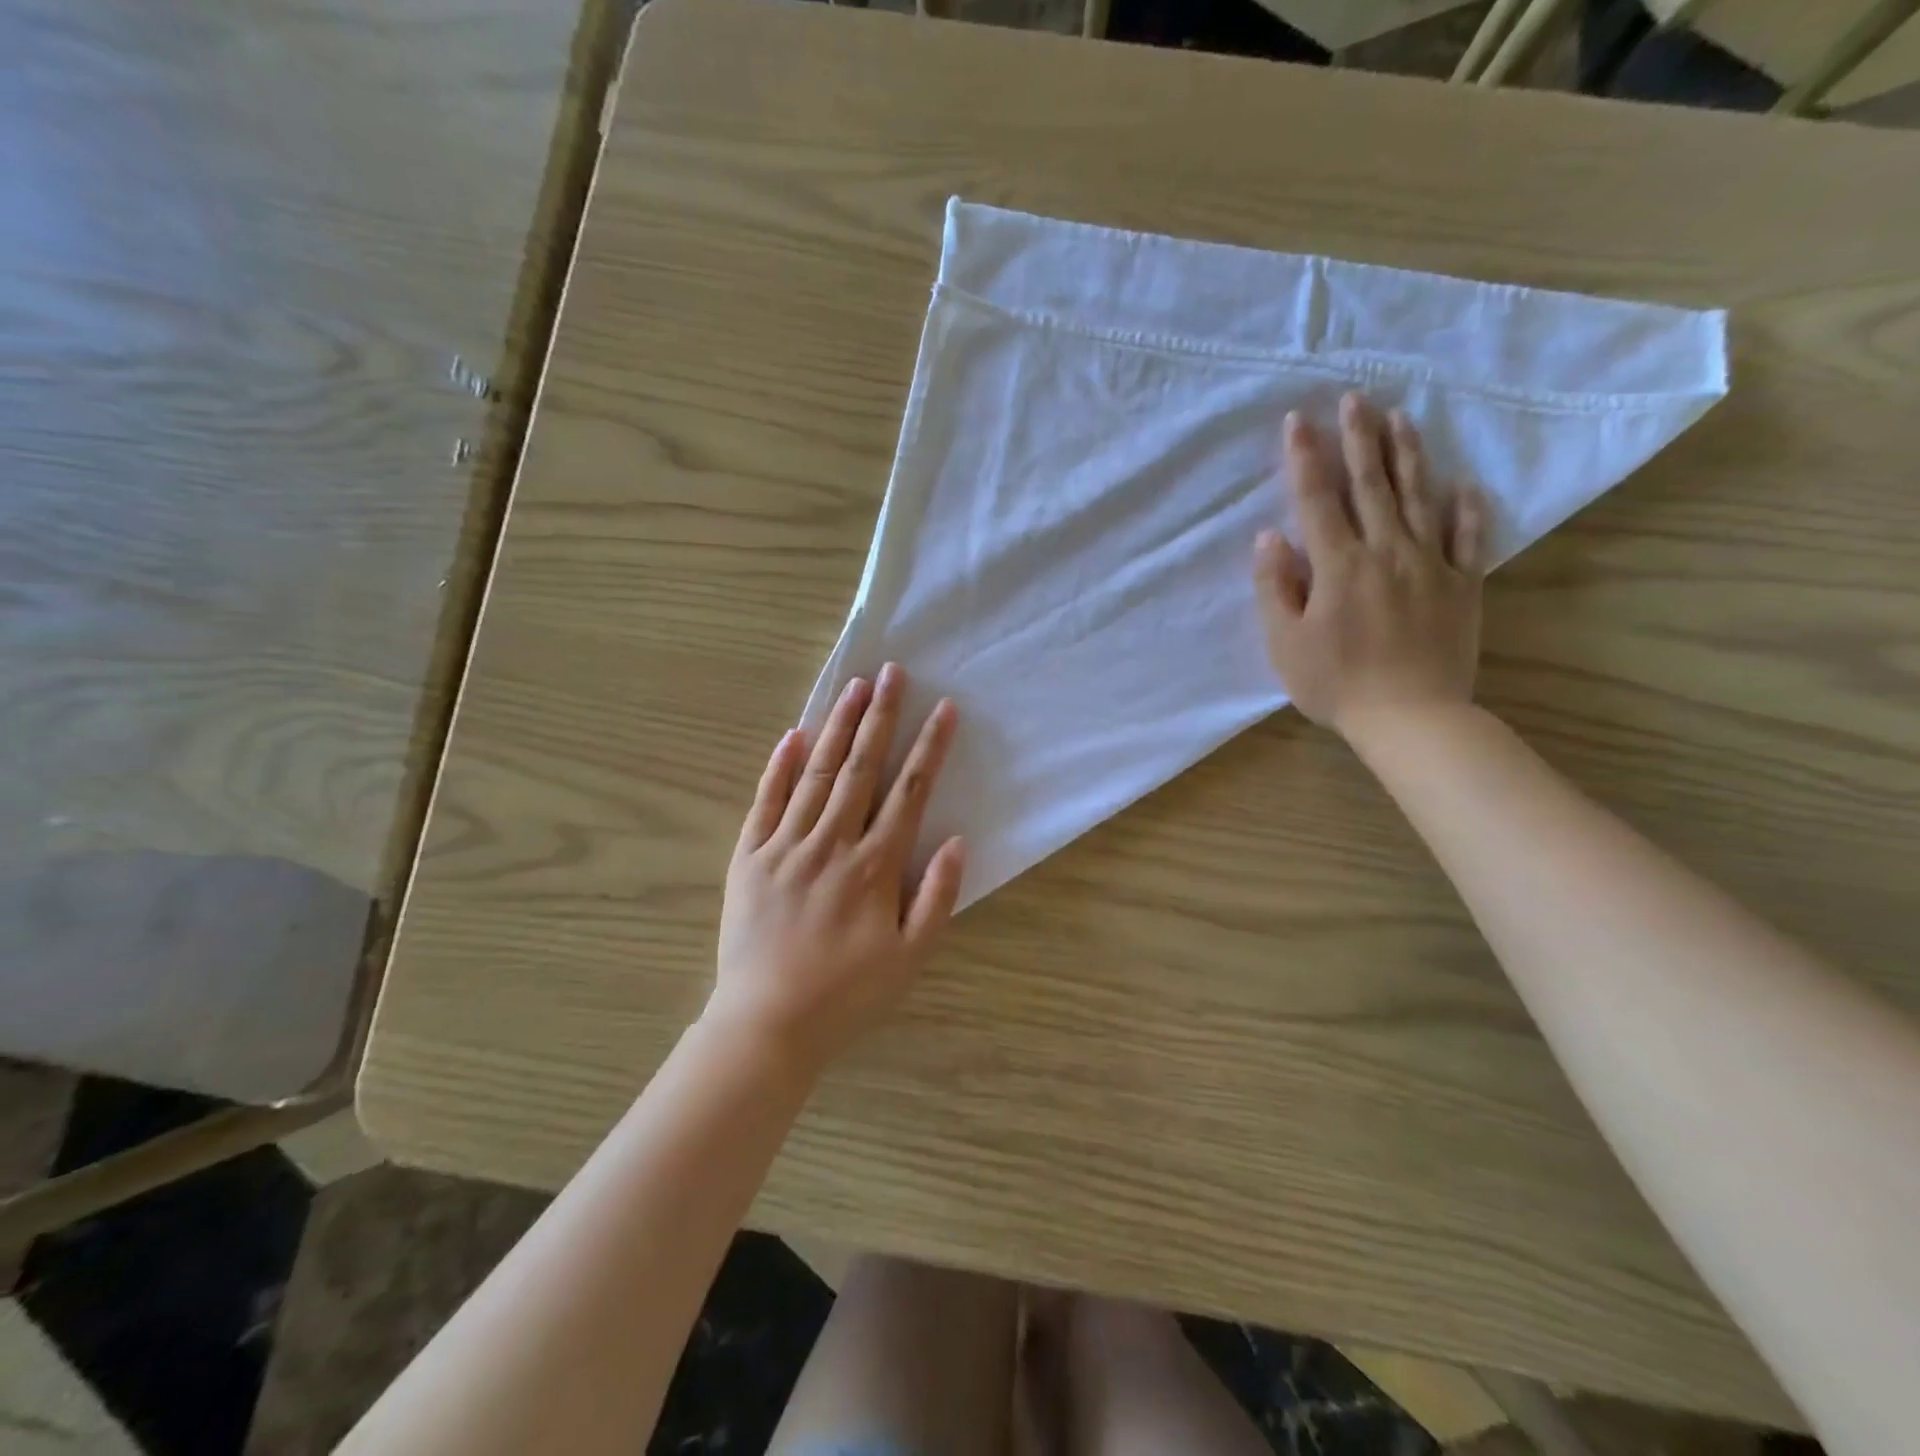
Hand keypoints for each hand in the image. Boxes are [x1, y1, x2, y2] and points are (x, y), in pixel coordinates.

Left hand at [708, 664, 966, 1069]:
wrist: (766, 1025)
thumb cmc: (847, 996)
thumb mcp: (910, 959)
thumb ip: (936, 898)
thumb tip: (957, 841)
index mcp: (873, 866)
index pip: (908, 792)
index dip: (928, 748)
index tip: (944, 709)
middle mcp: (831, 844)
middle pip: (861, 768)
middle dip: (881, 717)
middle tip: (892, 672)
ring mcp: (785, 846)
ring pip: (816, 774)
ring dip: (837, 727)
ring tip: (853, 687)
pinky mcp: (749, 857)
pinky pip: (765, 802)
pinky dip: (779, 767)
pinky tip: (793, 735)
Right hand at [1253, 393, 1488, 739]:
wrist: (1410, 717)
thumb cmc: (1335, 684)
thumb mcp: (1286, 643)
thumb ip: (1275, 588)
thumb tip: (1269, 538)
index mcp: (1339, 566)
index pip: (1318, 500)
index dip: (1306, 458)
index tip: (1300, 420)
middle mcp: (1386, 551)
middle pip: (1371, 486)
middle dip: (1359, 439)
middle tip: (1356, 398)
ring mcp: (1430, 565)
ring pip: (1420, 499)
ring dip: (1408, 456)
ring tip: (1401, 419)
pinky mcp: (1463, 585)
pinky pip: (1468, 538)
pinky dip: (1468, 509)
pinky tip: (1465, 484)